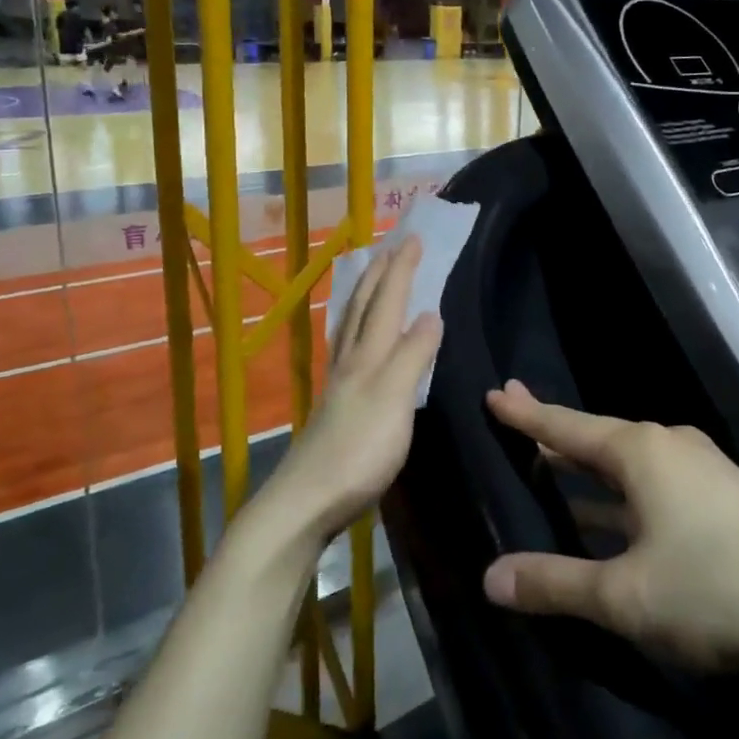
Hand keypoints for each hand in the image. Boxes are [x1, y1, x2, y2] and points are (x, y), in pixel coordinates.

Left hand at [253, 236, 441, 546]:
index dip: (401, 270)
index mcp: (367, 355)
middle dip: (378, 275)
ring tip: (370, 280)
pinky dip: (356, 330)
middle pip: (362, 307)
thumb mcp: (395, 398)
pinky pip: (348, 350)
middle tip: (389, 247)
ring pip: (350, 327)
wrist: (308, 500)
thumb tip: (430, 313)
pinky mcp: (336, 407)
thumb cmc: (359, 450)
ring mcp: (339, 384)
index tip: (414, 238)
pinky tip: (357, 342)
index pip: (387, 301)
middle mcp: (350, 361)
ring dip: (363, 297)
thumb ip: (413, 355)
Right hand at [480, 382, 738, 672]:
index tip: (494, 393)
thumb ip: (555, 584)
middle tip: (514, 414)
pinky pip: (650, 481)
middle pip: (595, 436)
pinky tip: (605, 514)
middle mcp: (667, 444)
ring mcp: (699, 467)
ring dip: (586, 467)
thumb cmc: (716, 591)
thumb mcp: (625, 596)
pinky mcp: (720, 494)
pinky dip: (617, 491)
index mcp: (640, 451)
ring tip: (548, 466)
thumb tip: (489, 577)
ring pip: (624, 462)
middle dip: (552, 432)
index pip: (565, 426)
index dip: (526, 414)